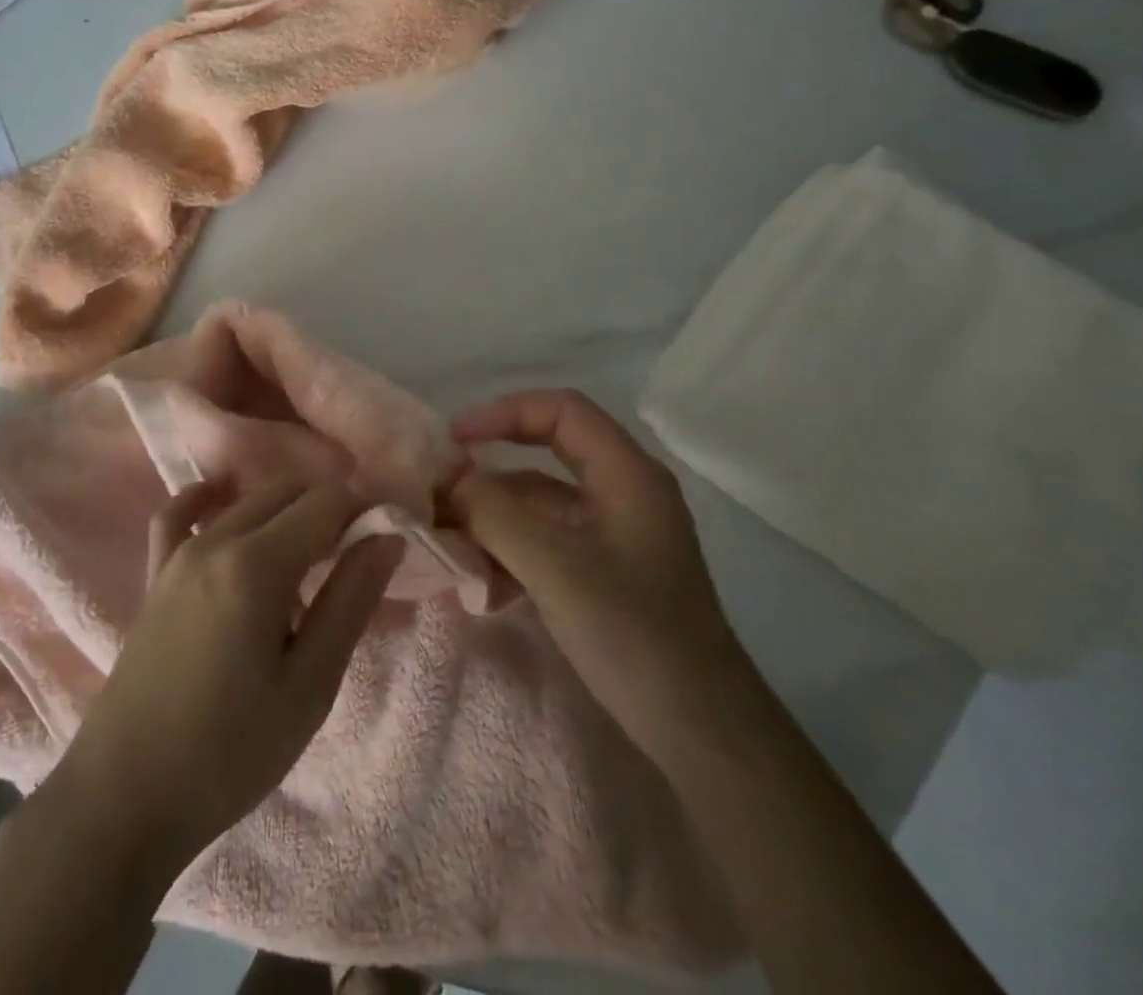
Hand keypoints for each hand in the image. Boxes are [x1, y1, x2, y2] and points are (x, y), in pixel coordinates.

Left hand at [54, 478, 404, 880]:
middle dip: (329, 509)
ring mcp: (178, 554)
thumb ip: (350, 600)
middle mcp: (215, 541)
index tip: (386, 541)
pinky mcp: (155, 574)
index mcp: (256, 566)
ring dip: (286, 511)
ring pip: (245, 500)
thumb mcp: (310, 685)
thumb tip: (386, 536)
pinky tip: (226, 502)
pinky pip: (178, 514)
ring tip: (310, 558)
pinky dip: (208, 499)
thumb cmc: (231, 752)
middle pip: (287, 492)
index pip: (326, 503)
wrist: (126, 798)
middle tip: (354, 558)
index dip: (364, 511)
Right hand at [448, 390, 743, 737]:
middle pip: (545, 456)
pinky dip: (512, 552)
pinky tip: (482, 585)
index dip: (504, 412)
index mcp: (626, 474)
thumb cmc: (633, 633)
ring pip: (541, 504)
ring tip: (449, 545)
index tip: (455, 440)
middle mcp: (623, 492)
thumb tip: (449, 480)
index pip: (561, 410)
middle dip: (490, 473)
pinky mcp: (606, 573)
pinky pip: (548, 542)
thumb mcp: (554, 566)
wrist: (701, 733)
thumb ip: (494, 513)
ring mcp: (615, 535)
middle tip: (441, 493)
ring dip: (494, 519)